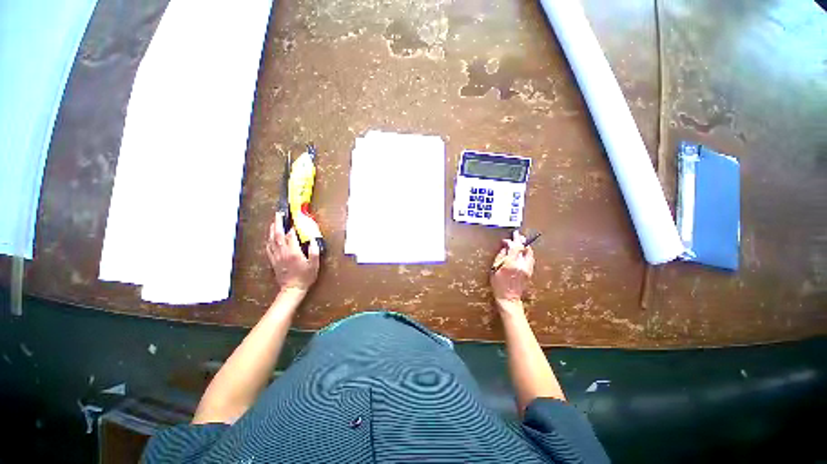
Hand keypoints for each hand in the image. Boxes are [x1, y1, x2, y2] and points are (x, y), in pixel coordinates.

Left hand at [266, 212, 319, 293]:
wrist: (292, 289)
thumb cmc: (305, 276)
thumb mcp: (314, 265)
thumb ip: (314, 251)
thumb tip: (312, 240)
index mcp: (293, 252)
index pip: (291, 235)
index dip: (292, 227)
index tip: (294, 219)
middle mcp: (283, 252)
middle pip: (278, 235)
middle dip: (278, 223)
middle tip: (279, 214)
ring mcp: (276, 256)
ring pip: (271, 240)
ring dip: (272, 230)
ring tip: (274, 222)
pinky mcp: (273, 261)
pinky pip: (268, 248)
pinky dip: (268, 240)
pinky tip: (269, 237)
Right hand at [490, 230, 534, 310]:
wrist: (509, 297)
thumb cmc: (498, 283)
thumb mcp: (494, 268)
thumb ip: (501, 255)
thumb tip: (505, 246)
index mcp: (511, 263)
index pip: (515, 246)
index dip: (512, 240)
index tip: (508, 237)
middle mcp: (521, 264)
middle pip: (524, 247)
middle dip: (520, 240)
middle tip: (517, 235)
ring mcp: (527, 268)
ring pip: (529, 252)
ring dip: (524, 246)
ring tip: (520, 242)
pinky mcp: (530, 271)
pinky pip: (530, 258)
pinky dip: (526, 252)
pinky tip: (522, 251)